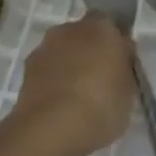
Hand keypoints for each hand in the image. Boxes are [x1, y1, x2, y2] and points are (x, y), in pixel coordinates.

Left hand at [13, 15, 135, 155]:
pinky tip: (58, 106)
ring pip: (63, 51)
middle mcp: (71, 28)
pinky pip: (47, 70)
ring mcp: (46, 47)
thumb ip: (124, 69)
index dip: (115, 44)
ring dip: (68, 65)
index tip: (120, 65)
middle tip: (99, 80)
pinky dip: (52, 81)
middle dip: (90, 52)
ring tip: (76, 98)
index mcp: (102, 27)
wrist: (50, 129)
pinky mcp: (26, 69)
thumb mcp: (128, 92)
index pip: (112, 26)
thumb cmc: (100, 107)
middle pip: (84, 35)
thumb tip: (118, 62)